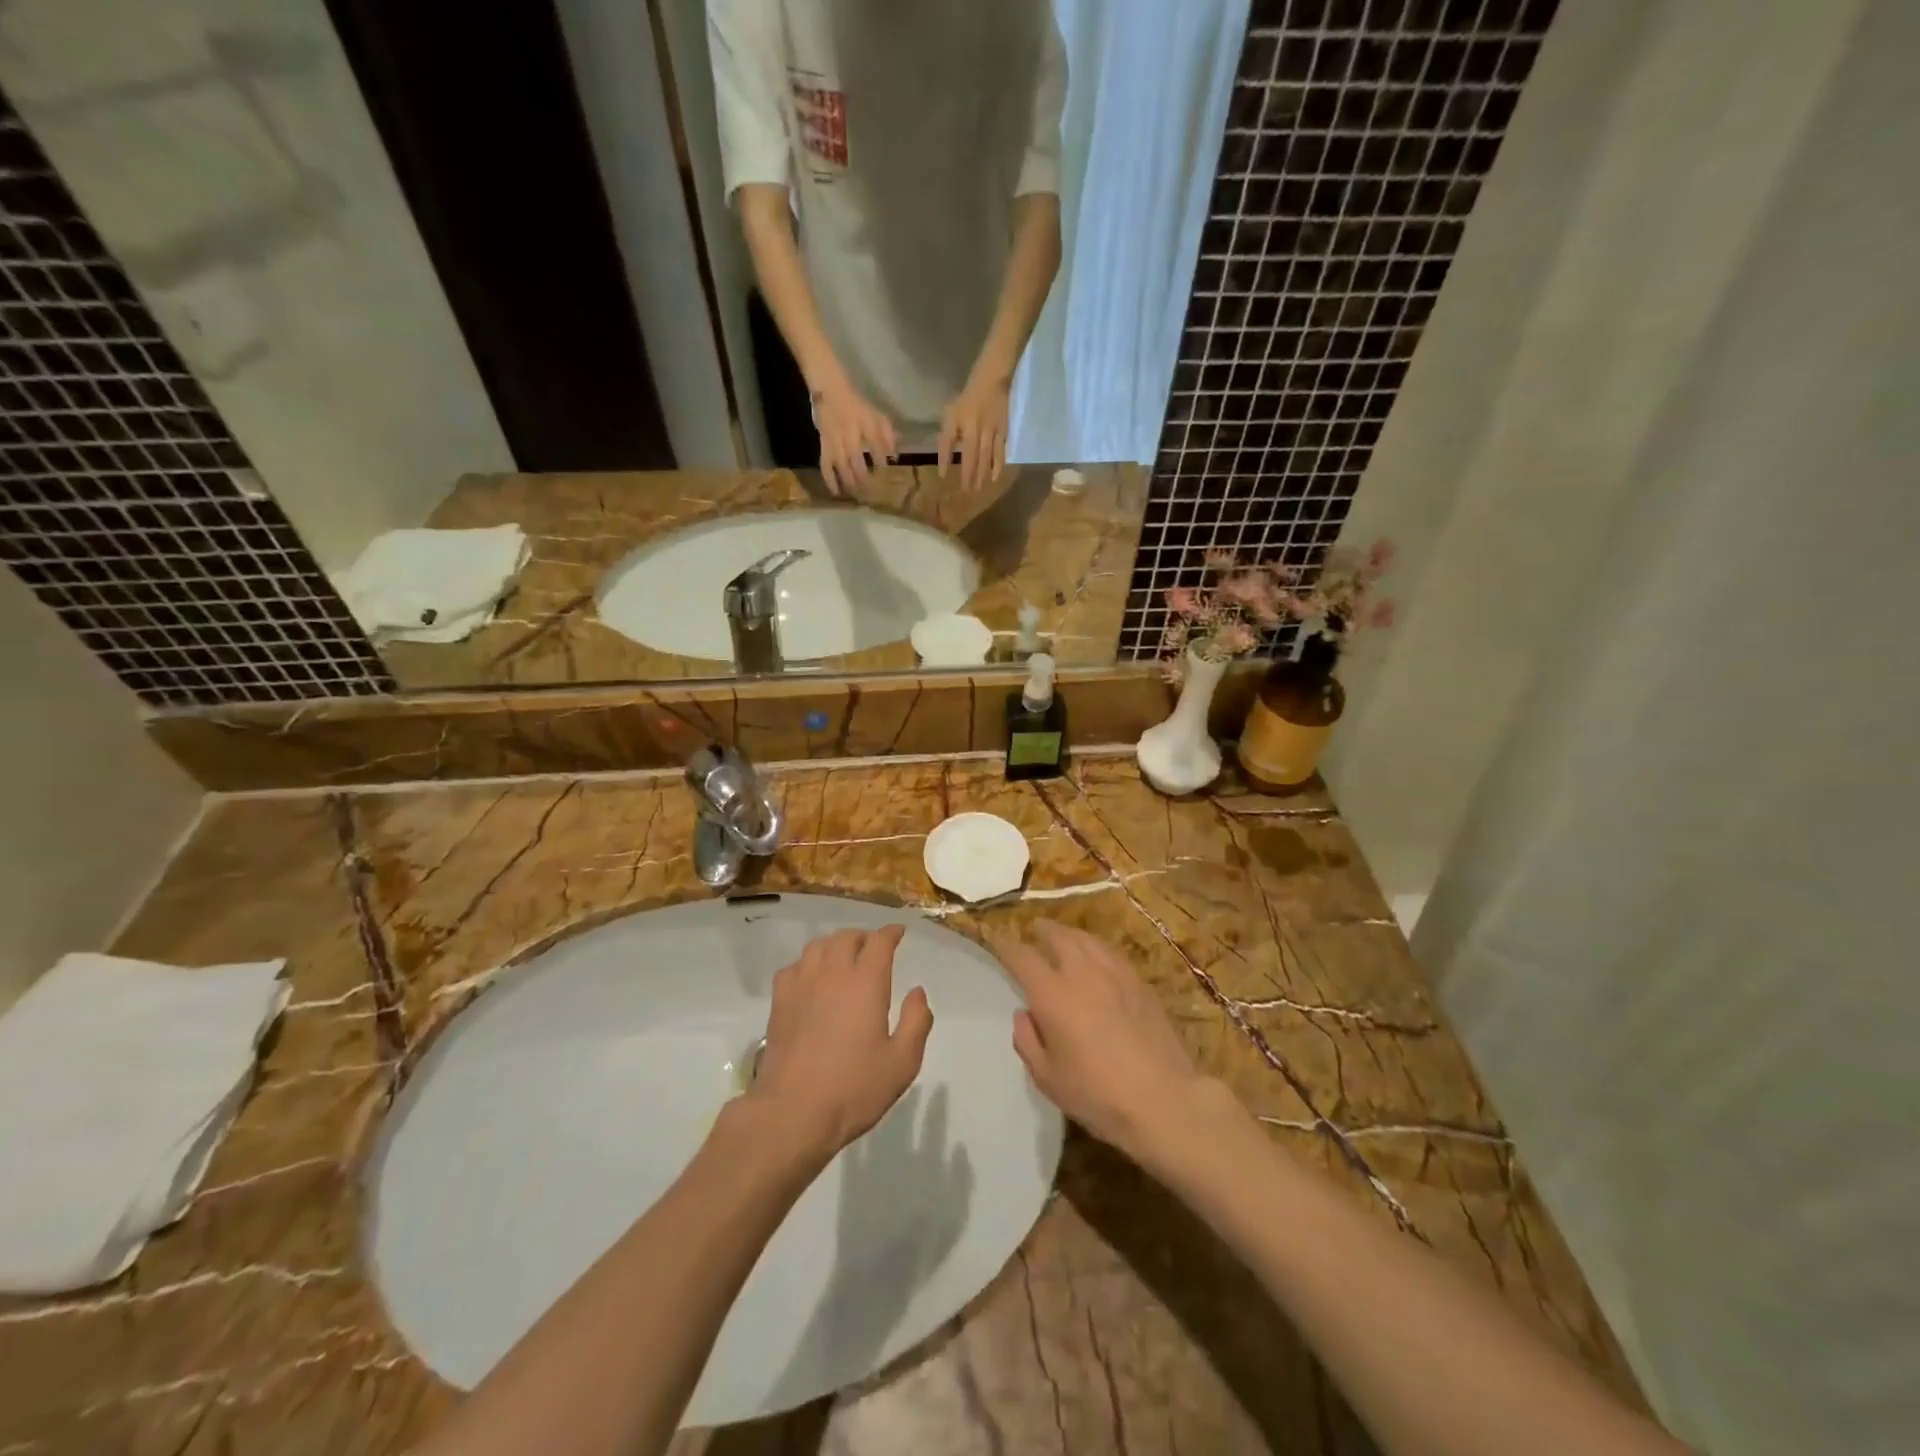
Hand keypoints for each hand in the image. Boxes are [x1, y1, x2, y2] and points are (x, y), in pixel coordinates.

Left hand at [748, 925, 932, 1157]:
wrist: (793, 1112)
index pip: (879, 942)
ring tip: (842, 958)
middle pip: (846, 938)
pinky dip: (807, 964)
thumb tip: (917, 992)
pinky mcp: (779, 1003)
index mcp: (866, 982)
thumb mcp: (902, 1062)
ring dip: (834, 945)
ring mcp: (802, 986)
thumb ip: (916, 1022)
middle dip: (863, 937)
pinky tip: (811, 979)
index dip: (890, 934)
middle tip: (872, 948)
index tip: (898, 933)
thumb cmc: (854, 1088)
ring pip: (817, 946)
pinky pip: (793, 967)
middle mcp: (833, 974)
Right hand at [814, 380, 896, 494]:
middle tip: (871, 493)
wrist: (830, 391)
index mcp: (865, 426)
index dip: (881, 462)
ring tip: (857, 495)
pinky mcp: (824, 446)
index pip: (876, 448)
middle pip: (857, 464)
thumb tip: (894, 456)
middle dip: (865, 479)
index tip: (885, 472)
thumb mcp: (877, 416)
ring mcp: (835, 443)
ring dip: (850, 483)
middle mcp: (850, 437)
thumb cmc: (857, 405)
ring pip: (842, 467)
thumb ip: (887, 435)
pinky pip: (826, 465)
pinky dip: (830, 480)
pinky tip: (836, 492)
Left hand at [938, 374, 1010, 492]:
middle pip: (973, 457)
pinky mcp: (1004, 431)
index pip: (952, 446)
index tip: (944, 479)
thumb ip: (947, 437)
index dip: (947, 462)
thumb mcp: (951, 414)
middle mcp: (978, 430)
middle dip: (969, 476)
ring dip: (982, 474)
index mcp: (963, 423)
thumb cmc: (967, 398)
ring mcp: (993, 431)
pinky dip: (998, 465)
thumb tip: (945, 460)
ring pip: (987, 457)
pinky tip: (995, 477)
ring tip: (979, 489)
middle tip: (966, 493)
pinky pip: (1001, 451)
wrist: (993, 379)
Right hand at [999, 921, 1213, 1161]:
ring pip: (1086, 939)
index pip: (1021, 956)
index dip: (1006, 946)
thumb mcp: (1047, 1077)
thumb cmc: (1097, 1094)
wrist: (1162, 1099)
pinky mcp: (1139, 982)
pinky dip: (1095, 947)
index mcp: (1052, 994)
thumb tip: (1024, 1014)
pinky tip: (1097, 956)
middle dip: (1041, 930)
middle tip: (1033, 931)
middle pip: (1057, 936)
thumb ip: (1027, 1041)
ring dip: (1069, 934)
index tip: (997, 942)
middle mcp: (1081, 973)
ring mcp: (1114, 973)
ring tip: (1063, 938)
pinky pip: (1110, 952)